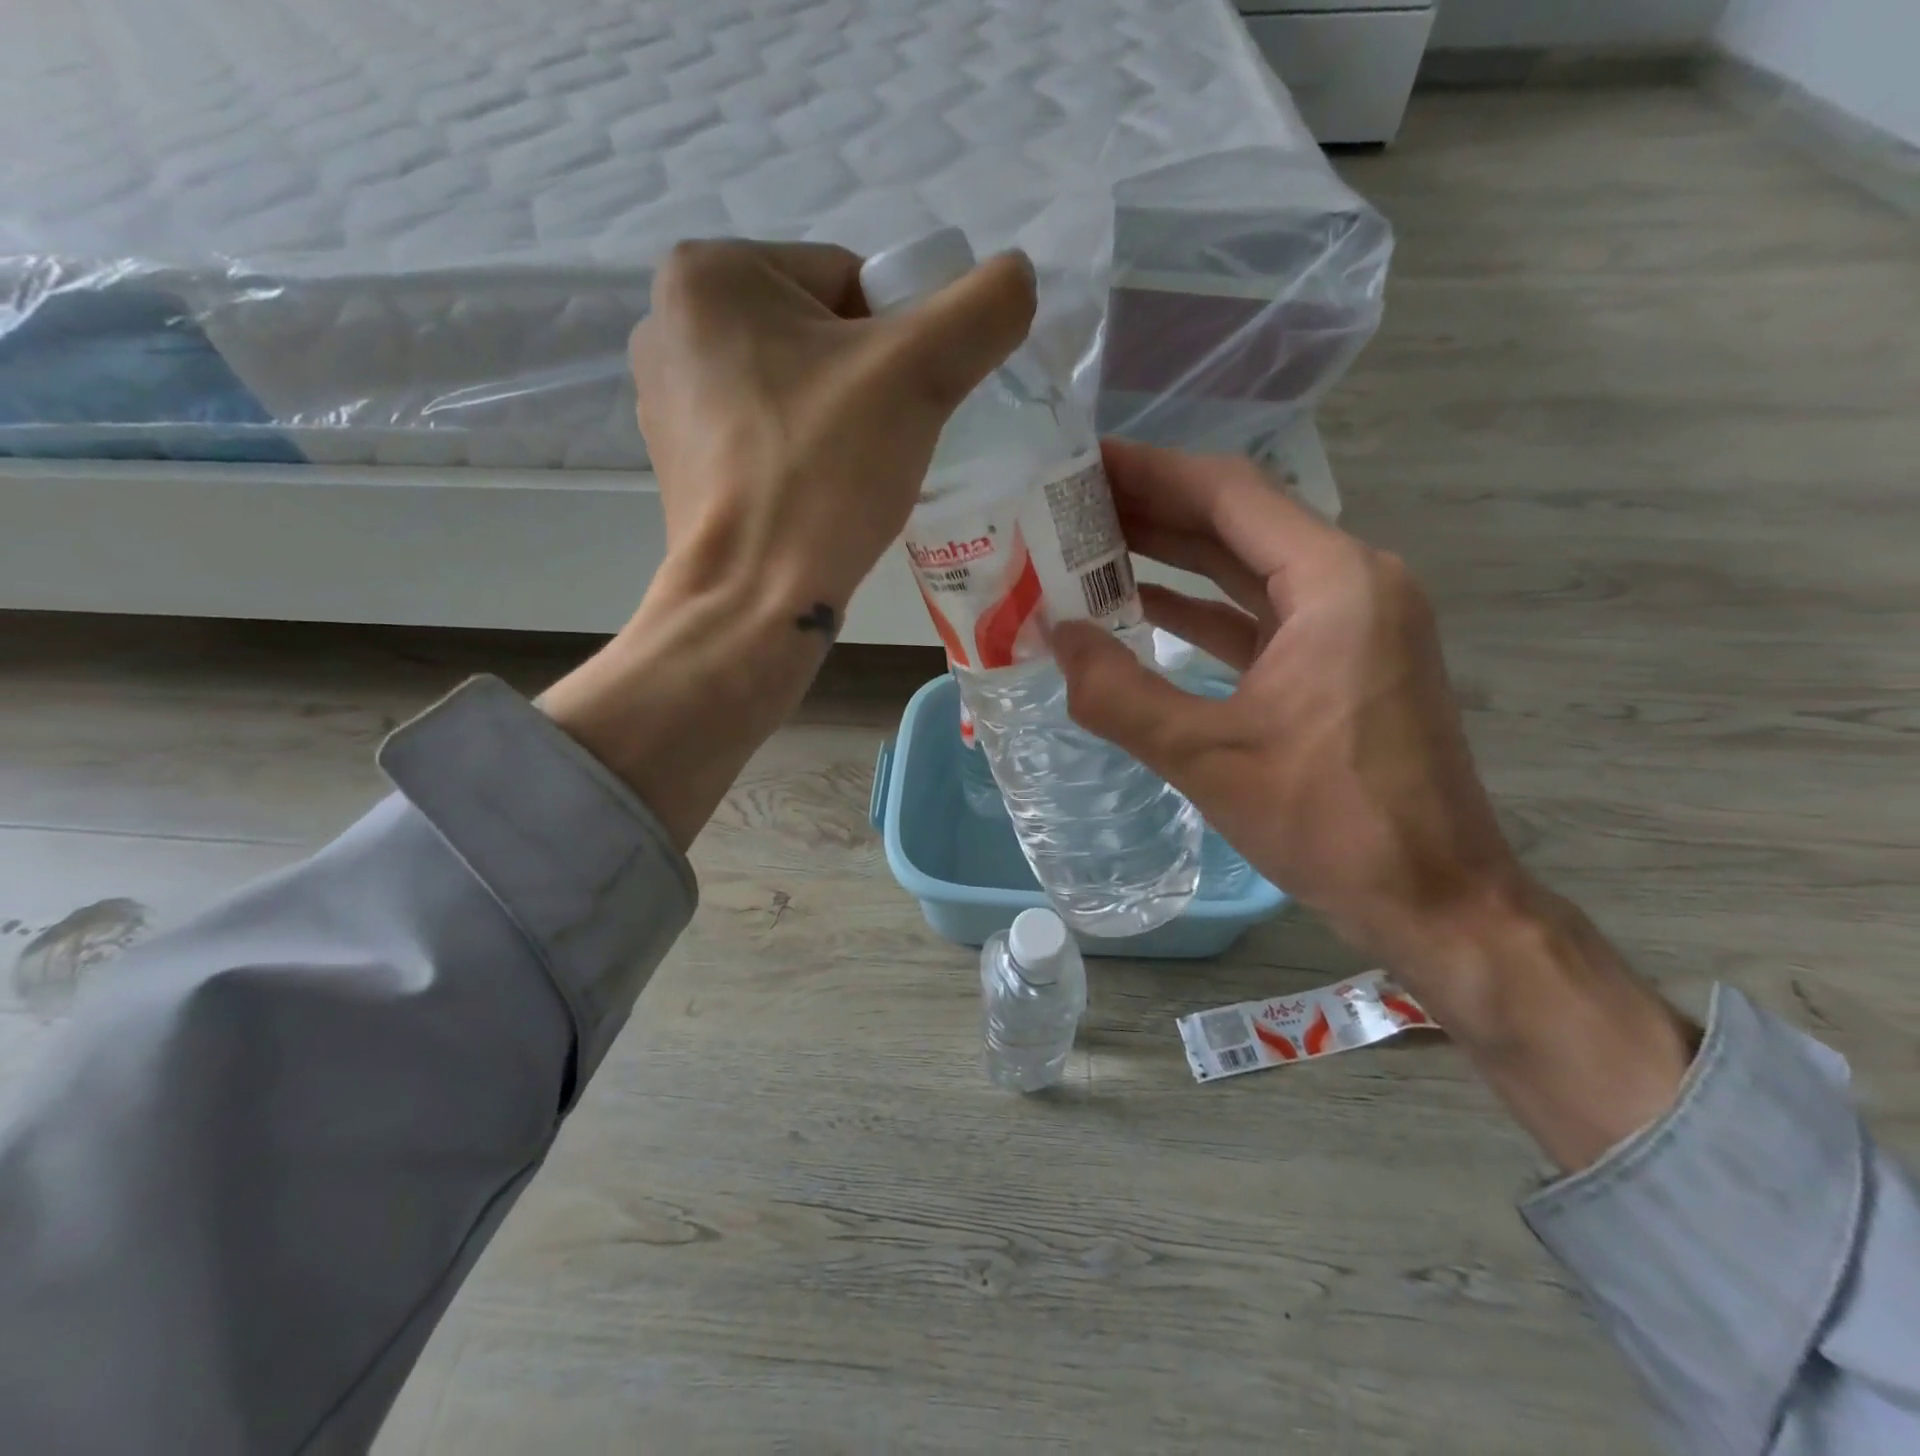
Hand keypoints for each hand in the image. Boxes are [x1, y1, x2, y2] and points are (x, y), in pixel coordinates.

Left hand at [629, 239, 1035, 622]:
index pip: (846, 280)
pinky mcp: (678, 463)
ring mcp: (665, 401)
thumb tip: (1017, 275)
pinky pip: (764, 435)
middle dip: (867, 382)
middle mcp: (669, 324)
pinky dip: (801, 455)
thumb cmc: (823, 472)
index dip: (899, 340)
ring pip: (792, 387)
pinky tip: (818, 496)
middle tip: (886, 442)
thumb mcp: (919, 374)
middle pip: (818, 334)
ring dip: (838, 419)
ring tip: (852, 475)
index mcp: (709, 274)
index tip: (908, 400)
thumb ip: (982, 309)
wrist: (753, 597)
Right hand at [1055, 441, 1694, 1168]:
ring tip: (1090, 545)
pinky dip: (1200, 607)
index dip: (1150, 469)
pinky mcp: (1339, 661)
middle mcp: (1351, 582)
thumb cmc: (1331, 823)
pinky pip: (1257, 614)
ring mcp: (1350, 622)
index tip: (1082, 459)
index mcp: (1334, 582)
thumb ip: (1119, 694)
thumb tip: (1054, 635)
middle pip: (1237, 520)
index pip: (1229, 492)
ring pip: (1245, 567)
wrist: (1435, 898)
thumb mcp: (1208, 759)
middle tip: (1070, 501)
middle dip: (1153, 507)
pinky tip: (1141, 608)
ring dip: (1172, 555)